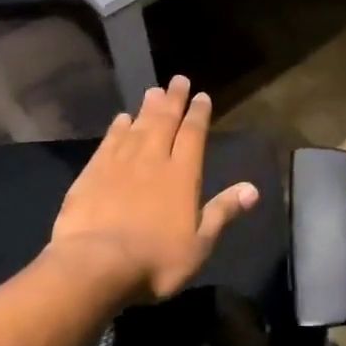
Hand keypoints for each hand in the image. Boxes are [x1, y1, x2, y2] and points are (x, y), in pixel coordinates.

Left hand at [46, 76, 258, 302]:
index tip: (202, 96)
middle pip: (165, 121)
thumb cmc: (155, 260)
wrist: (95, 265)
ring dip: (147, 108)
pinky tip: (121, 118)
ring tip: (153, 91)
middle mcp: (153, 159)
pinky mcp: (92, 172)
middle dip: (174, 100)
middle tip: (178, 80)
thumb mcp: (199, 244)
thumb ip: (223, 212)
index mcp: (182, 175)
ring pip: (138, 126)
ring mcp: (120, 163)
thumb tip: (253, 189)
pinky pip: (109, 142)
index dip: (198, 114)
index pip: (193, 135)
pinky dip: (117, 127)